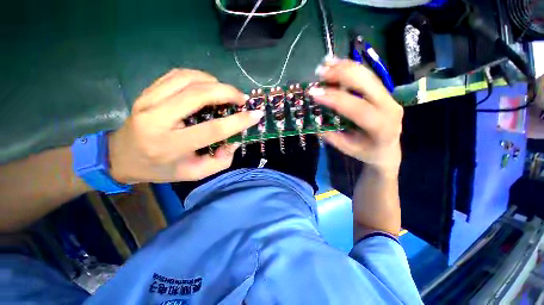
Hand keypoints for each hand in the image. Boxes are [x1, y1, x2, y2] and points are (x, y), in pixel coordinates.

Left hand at [108, 69, 263, 183]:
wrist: (122, 157)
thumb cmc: (161, 169)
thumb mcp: (194, 173)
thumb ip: (220, 161)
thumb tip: (234, 141)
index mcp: (170, 145)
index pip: (212, 129)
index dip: (238, 121)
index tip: (256, 115)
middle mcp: (157, 119)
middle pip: (198, 95)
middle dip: (227, 92)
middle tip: (242, 98)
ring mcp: (148, 101)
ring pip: (188, 79)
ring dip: (214, 82)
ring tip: (227, 92)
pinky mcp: (147, 91)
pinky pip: (177, 75)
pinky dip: (198, 76)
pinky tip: (208, 85)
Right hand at [310, 59, 402, 173]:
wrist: (387, 149)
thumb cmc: (366, 152)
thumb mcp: (347, 148)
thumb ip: (332, 136)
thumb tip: (315, 119)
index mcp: (382, 127)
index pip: (357, 108)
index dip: (335, 98)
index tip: (314, 93)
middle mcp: (390, 107)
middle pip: (367, 83)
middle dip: (341, 74)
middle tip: (319, 73)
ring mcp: (390, 97)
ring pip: (368, 75)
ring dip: (345, 67)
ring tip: (325, 64)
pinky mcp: (385, 92)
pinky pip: (368, 75)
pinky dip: (351, 68)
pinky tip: (337, 64)